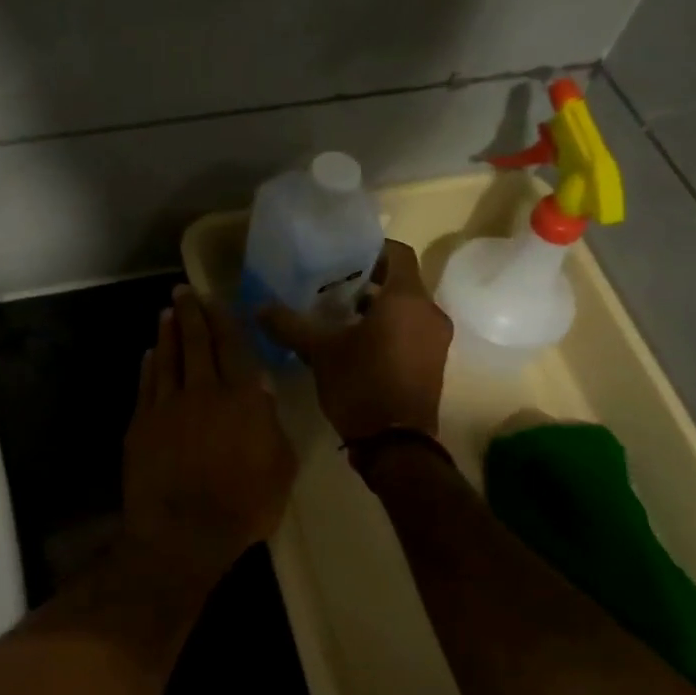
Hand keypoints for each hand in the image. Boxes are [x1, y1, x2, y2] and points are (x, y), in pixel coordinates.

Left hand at [123, 285, 297, 570]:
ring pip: (168, 358)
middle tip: (183, 291)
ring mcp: (167, 406)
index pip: (233, 347)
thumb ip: (271, 424)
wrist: (183, 532)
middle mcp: (204, 391)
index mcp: (242, 398)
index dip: (223, 320)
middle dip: (191, 313)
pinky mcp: (141, 424)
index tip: (214, 299)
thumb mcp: (280, 467)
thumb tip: (260, 390)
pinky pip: (147, 385)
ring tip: (166, 312)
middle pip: (196, 343)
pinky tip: (150, 355)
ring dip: (168, 333)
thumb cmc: (243, 506)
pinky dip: (149, 366)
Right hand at [261, 240, 451, 442]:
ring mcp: (436, 340)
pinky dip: (389, 329)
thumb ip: (290, 325)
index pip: (397, 253)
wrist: (395, 445)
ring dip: (378, 308)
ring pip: (407, 309)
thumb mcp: (319, 352)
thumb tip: (259, 308)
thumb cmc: (361, 385)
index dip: (371, 249)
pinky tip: (357, 345)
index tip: (343, 256)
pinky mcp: (433, 364)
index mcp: (407, 299)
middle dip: (368, 281)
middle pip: (401, 282)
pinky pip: (412, 332)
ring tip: (339, 317)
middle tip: (332, 286)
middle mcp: (429, 313)